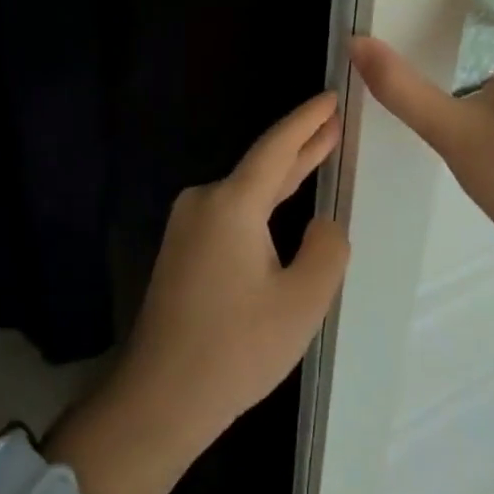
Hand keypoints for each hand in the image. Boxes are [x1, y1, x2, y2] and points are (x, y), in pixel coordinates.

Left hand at [105, 93, 349, 470]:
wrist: (160, 397)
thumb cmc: (236, 349)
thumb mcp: (302, 302)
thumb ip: (326, 249)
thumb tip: (322, 224)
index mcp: (231, 204)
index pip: (277, 148)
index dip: (307, 121)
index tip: (331, 96)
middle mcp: (204, 202)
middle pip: (261, 166)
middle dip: (300, 145)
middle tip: (333, 122)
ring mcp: (187, 225)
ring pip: (246, 192)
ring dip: (282, 177)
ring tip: (317, 154)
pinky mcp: (182, 250)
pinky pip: (230, 214)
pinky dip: (262, 204)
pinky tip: (280, 206)